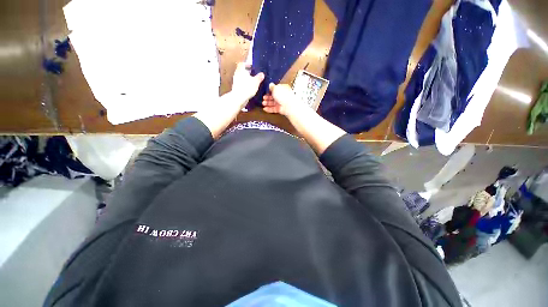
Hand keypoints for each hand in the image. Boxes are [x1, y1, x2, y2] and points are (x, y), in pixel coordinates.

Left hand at [231, 63, 264, 102]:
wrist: (239, 98)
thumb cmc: (247, 87)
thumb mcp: (256, 81)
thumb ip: (259, 77)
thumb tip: (262, 74)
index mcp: (241, 70)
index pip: (242, 64)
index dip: (247, 64)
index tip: (252, 67)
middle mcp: (237, 75)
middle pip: (241, 71)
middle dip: (247, 72)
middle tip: (253, 74)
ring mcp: (236, 82)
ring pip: (241, 78)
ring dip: (246, 79)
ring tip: (253, 82)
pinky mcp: (236, 88)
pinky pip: (241, 84)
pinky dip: (245, 85)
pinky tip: (250, 88)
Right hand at [262, 83, 307, 116]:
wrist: (288, 106)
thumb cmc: (283, 95)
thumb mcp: (275, 88)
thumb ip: (272, 86)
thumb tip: (270, 84)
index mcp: (282, 89)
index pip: (275, 89)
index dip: (270, 90)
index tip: (265, 91)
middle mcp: (282, 96)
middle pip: (273, 96)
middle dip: (267, 97)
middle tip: (263, 98)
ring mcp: (281, 103)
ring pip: (273, 103)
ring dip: (267, 103)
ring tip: (263, 103)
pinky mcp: (280, 109)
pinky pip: (273, 109)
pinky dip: (269, 109)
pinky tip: (265, 109)